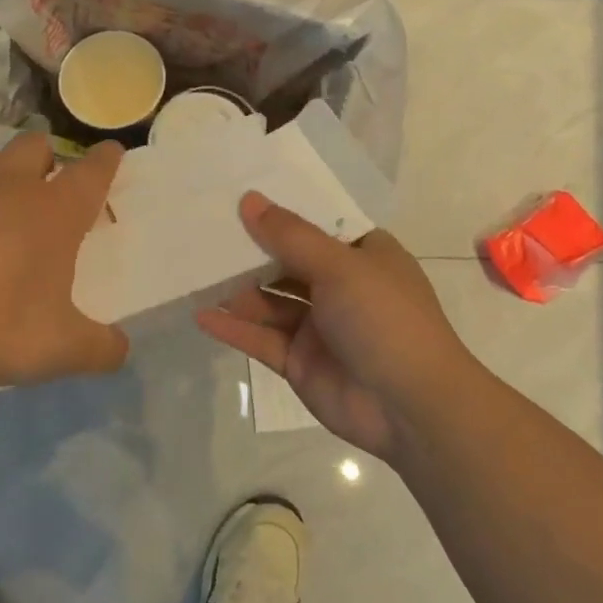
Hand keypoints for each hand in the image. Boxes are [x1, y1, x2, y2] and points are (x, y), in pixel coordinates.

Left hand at [0, 134, 128, 388]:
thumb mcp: (60, 350)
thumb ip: (100, 349)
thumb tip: (120, 349)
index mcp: (52, 212)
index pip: (92, 171)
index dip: (106, 160)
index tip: (112, 151)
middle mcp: (7, 186)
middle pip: (35, 146)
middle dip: (48, 158)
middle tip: (46, 191)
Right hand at [195, 192, 470, 461]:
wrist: (410, 407)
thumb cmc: (384, 319)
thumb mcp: (340, 267)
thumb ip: (290, 236)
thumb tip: (249, 199)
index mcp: (362, 256)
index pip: (315, 226)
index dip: (280, 212)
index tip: (237, 195)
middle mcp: (340, 287)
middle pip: (286, 262)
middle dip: (249, 251)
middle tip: (203, 231)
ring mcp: (318, 327)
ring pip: (269, 302)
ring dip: (236, 290)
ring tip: (193, 271)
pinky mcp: (299, 361)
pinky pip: (261, 339)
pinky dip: (233, 328)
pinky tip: (201, 315)